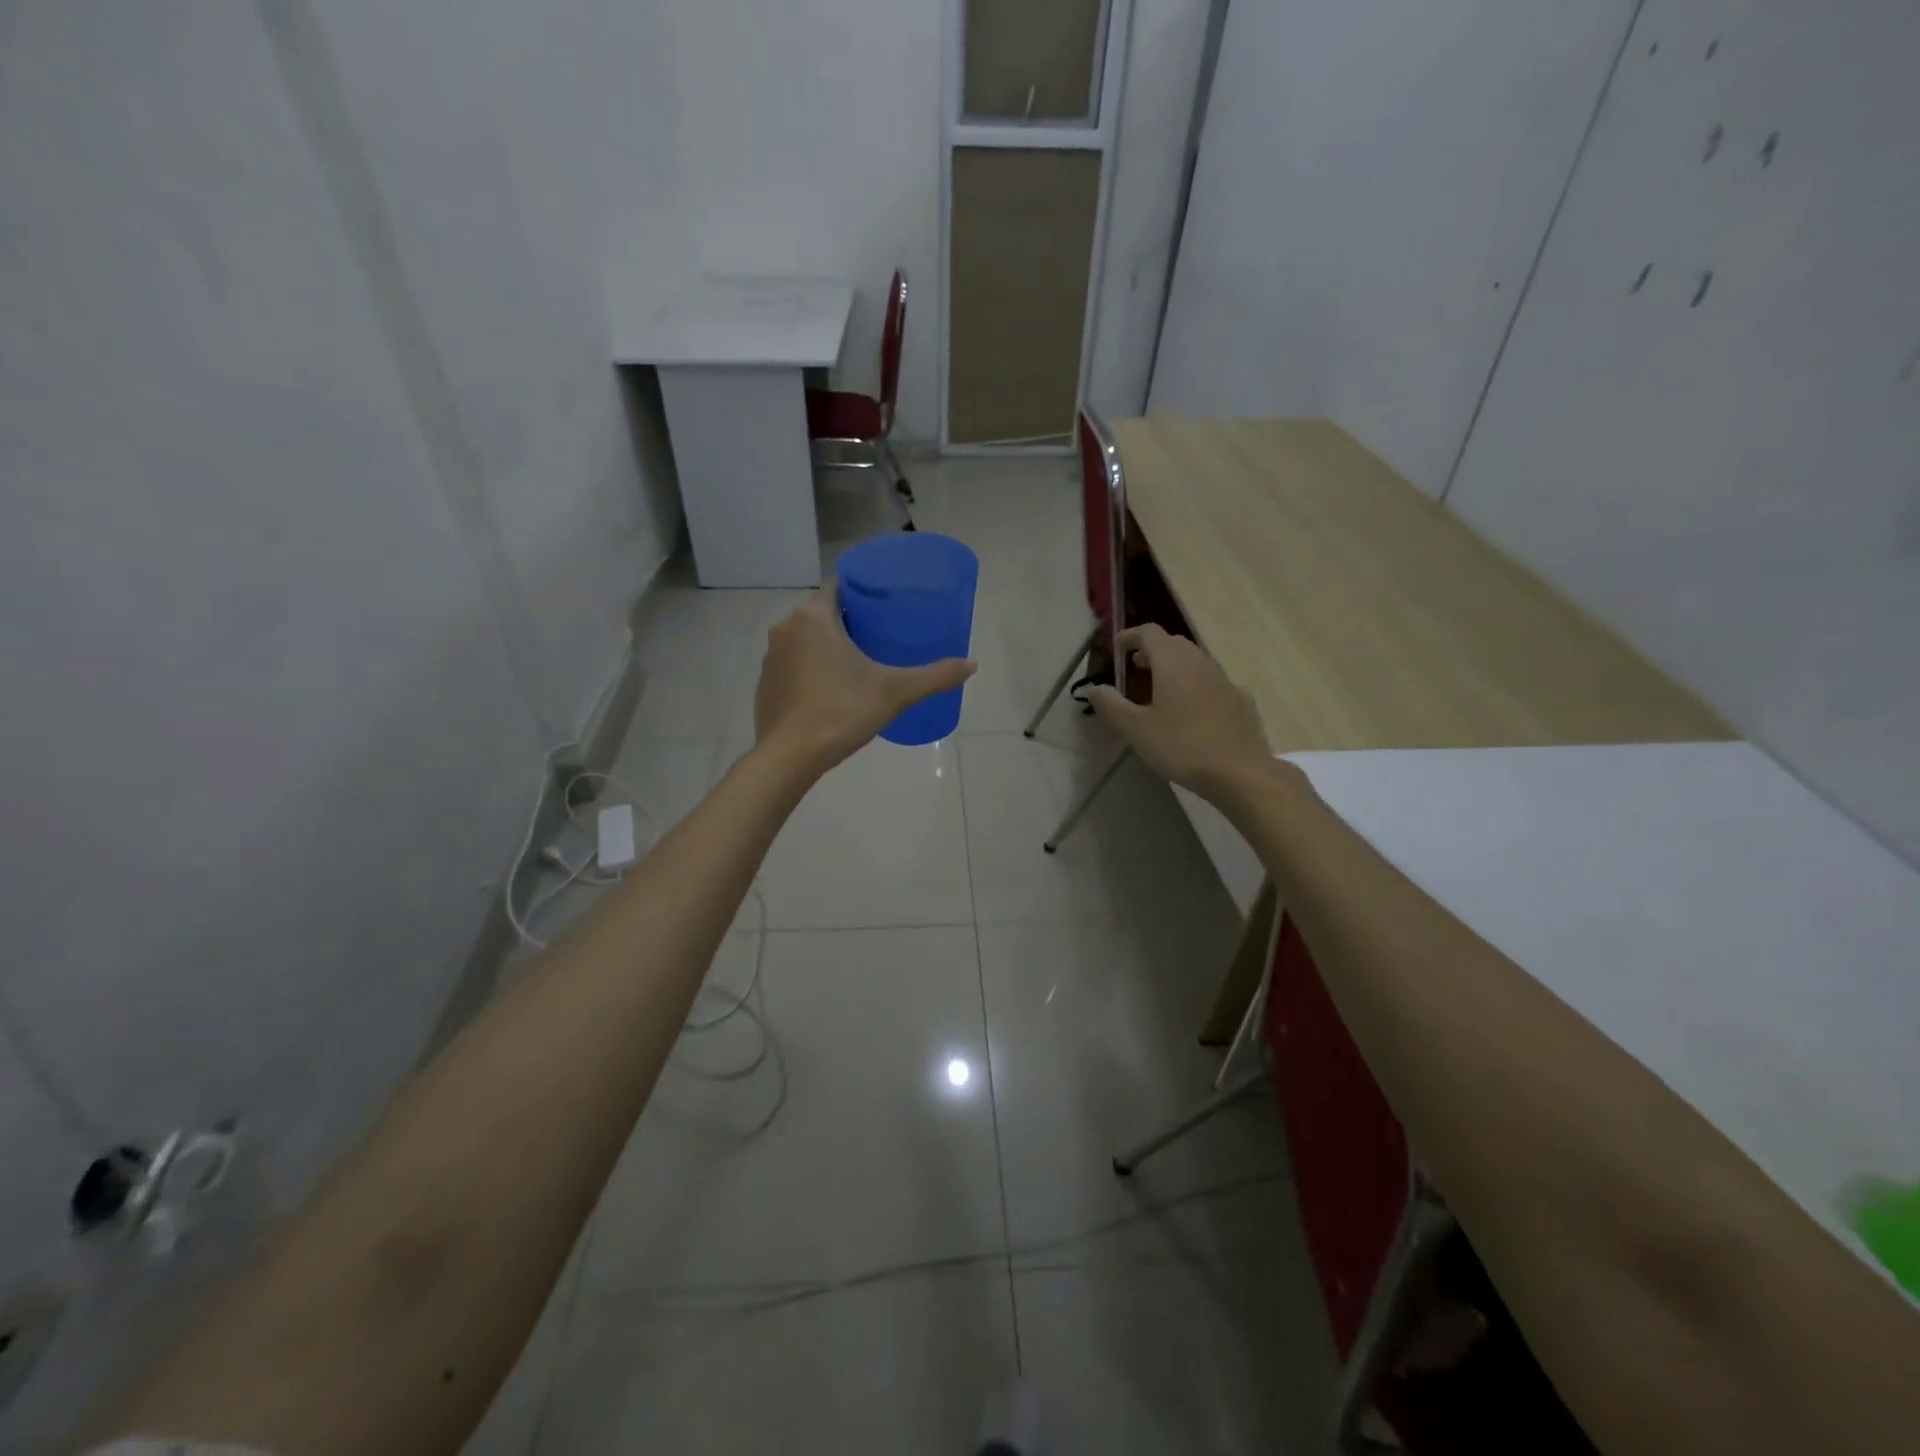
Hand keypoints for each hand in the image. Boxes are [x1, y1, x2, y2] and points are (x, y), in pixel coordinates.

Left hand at [753, 580, 975, 773]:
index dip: (861, 592)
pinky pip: (792, 666)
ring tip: (857, 663)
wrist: (790, 756)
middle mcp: (786, 628)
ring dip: (826, 646)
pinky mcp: (765, 684)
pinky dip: (810, 670)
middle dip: (848, 621)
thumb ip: (935, 676)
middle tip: (879, 636)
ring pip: (805, 640)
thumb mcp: (896, 692)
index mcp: (814, 617)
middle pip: (822, 613)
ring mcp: (771, 657)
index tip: (883, 604)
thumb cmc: (842, 712)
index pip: (838, 586)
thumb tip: (972, 664)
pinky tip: (830, 690)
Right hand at [1085, 625, 1272, 799]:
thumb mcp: (1136, 729)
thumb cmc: (1182, 746)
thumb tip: (1095, 688)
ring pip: (1196, 662)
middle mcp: (1201, 662)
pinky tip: (1194, 712)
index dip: (1130, 636)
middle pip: (1174, 644)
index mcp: (1173, 662)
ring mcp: (1225, 680)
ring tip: (1160, 692)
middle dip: (1152, 651)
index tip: (1118, 648)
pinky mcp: (1242, 701)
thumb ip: (1111, 705)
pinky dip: (1198, 687)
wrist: (1240, 773)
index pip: (1149, 632)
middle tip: (1135, 670)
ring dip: (1175, 668)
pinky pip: (1214, 684)